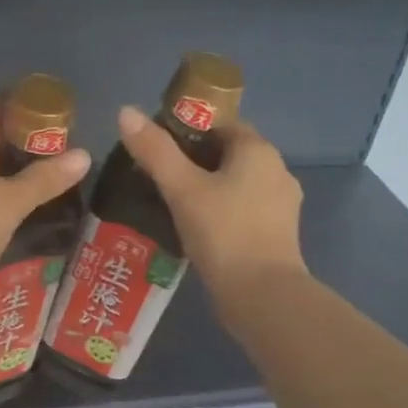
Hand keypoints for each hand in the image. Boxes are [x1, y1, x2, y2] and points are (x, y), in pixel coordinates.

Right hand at [115, 106, 306, 324]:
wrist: (263, 297)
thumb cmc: (223, 233)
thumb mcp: (182, 189)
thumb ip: (154, 150)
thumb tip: (126, 111)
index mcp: (258, 151)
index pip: (219, 124)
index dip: (186, 130)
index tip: (155, 147)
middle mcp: (276, 170)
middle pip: (227, 153)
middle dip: (193, 161)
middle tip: (155, 176)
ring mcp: (281, 204)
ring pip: (235, 183)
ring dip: (206, 188)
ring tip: (170, 203)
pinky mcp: (277, 233)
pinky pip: (242, 209)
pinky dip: (220, 211)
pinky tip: (195, 228)